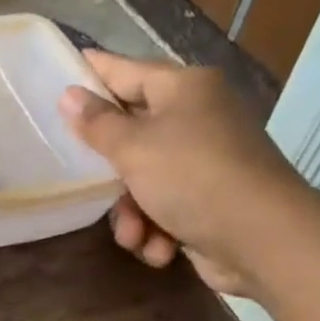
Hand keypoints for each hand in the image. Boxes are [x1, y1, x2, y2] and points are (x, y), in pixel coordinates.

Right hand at [58, 52, 309, 295]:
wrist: (260, 238)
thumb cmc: (192, 178)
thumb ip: (97, 124)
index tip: (59, 71)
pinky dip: (157, 231)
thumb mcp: (133, 148)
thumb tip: (69, 94)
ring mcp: (205, 162)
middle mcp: (197, 118)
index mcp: (184, 89)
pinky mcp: (209, 202)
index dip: (93, 72)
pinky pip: (165, 210)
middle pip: (133, 134)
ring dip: (132, 215)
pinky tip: (161, 249)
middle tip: (82, 180)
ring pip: (144, 181)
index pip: (127, 71)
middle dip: (110, 172)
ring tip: (134, 235)